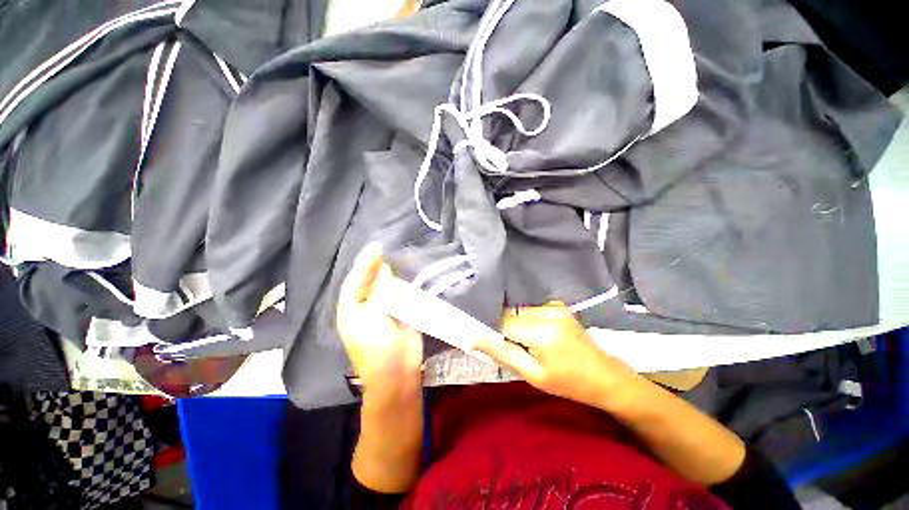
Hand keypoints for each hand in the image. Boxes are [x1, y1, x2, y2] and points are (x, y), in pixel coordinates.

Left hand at [337, 243, 422, 401]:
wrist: (399, 375)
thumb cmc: (379, 349)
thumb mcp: (375, 317)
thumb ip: (380, 291)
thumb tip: (384, 268)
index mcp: (351, 310)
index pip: (355, 280)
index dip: (365, 263)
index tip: (376, 246)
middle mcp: (365, 307)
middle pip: (370, 282)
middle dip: (376, 266)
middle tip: (385, 248)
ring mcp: (383, 310)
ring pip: (386, 287)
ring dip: (391, 274)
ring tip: (396, 256)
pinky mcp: (399, 313)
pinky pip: (400, 295)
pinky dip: (404, 285)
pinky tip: (408, 273)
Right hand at [475, 301, 641, 409]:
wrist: (603, 376)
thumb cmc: (567, 382)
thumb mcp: (531, 375)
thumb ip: (501, 352)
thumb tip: (473, 336)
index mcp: (542, 332)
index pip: (502, 321)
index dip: (496, 332)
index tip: (499, 346)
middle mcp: (548, 312)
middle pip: (510, 313)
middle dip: (507, 328)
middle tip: (519, 348)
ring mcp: (554, 306)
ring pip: (519, 310)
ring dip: (517, 324)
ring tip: (531, 343)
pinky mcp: (557, 305)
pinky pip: (530, 309)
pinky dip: (527, 320)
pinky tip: (539, 334)